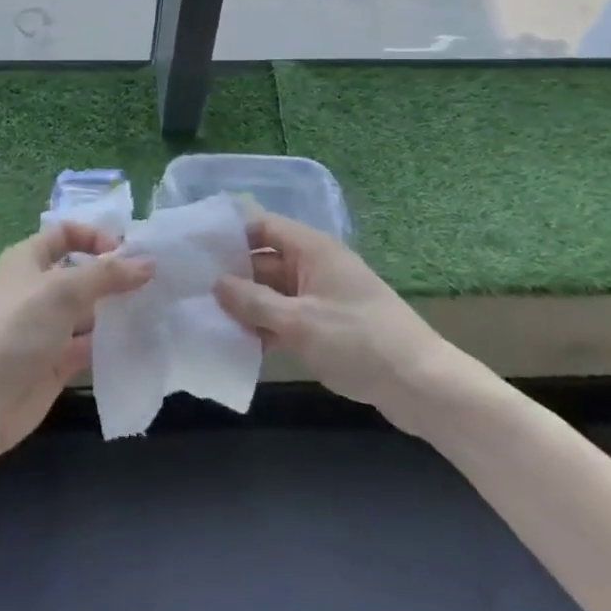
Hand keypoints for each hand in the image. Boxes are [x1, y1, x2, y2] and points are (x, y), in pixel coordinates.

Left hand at [0, 221, 153, 458]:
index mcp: (28, 260)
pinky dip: (111, 343)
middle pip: (81, 273)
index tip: (128, 254)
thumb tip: (148, 261)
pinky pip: (89, 345)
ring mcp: (45, 328)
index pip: (65, 234)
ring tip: (157, 311)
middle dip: (114, 276)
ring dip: (117, 310)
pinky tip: (141, 342)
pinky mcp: (55, 362)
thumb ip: (107, 275)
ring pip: (88, 311)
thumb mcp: (62, 290)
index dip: (96, 238)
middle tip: (156, 283)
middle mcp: (36, 290)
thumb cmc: (14, 329)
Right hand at [213, 212, 447, 423]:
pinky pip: (286, 316)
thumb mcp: (299, 322)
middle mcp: (315, 266)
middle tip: (189, 290)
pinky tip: (238, 343)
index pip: (262, 226)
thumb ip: (254, 302)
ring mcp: (321, 296)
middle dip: (231, 275)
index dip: (229, 233)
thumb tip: (216, 283)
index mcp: (312, 249)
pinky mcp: (326, 325)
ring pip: (273, 292)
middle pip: (264, 260)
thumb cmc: (359, 341)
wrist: (421, 384)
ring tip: (205, 318)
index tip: (193, 248)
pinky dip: (265, 327)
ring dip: (246, 305)